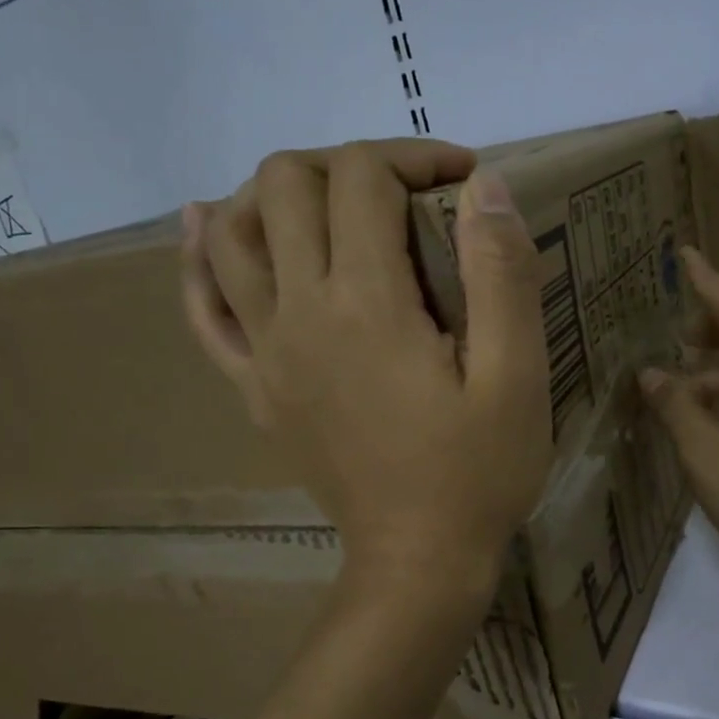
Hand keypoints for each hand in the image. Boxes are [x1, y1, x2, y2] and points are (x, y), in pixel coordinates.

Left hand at [181, 141, 551, 595]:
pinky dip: (202, 260)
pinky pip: (204, 310)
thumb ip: (502, 273)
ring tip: (327, 205)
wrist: (418, 562)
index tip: (464, 179)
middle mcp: (299, 311)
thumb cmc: (478, 473)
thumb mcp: (517, 376)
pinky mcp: (255, 388)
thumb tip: (483, 184)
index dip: (416, 157)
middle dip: (348, 164)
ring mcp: (265, 351)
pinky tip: (210, 230)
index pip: (364, 178)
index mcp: (367, 303)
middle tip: (404, 196)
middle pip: (287, 185)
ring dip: (275, 194)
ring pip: (233, 232)